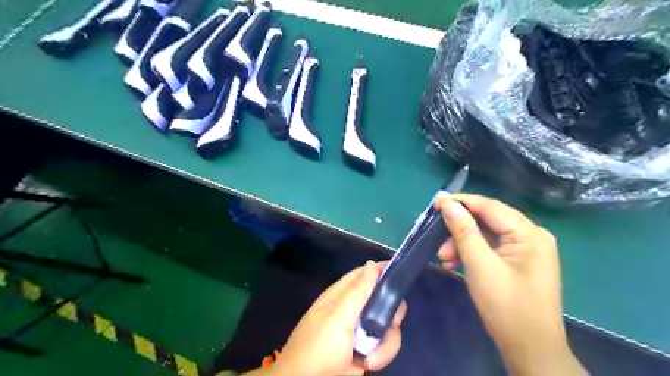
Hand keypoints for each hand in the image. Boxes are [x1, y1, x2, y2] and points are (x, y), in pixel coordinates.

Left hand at [268, 261, 404, 375]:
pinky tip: (369, 363)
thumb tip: (373, 264)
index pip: (366, 273)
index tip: (399, 276)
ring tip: (369, 357)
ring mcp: (363, 329)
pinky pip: (387, 344)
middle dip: (390, 313)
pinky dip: (383, 355)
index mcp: (343, 294)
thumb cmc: (318, 347)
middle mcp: (356, 308)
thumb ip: (357, 292)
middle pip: (384, 300)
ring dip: (385, 342)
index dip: (382, 271)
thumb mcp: (337, 318)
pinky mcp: (370, 348)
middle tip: (385, 325)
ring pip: (389, 324)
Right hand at [434, 194, 587, 375]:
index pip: (489, 206)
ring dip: (463, 242)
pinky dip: (472, 252)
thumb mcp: (480, 266)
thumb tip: (447, 204)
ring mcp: (527, 249)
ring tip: (444, 258)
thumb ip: (463, 231)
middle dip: (459, 228)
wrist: (530, 350)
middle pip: (488, 220)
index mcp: (529, 233)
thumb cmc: (506, 307)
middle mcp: (532, 235)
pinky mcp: (520, 261)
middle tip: (437, 241)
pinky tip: (456, 263)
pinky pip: (492, 247)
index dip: (460, 202)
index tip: (435, 203)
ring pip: (487, 234)